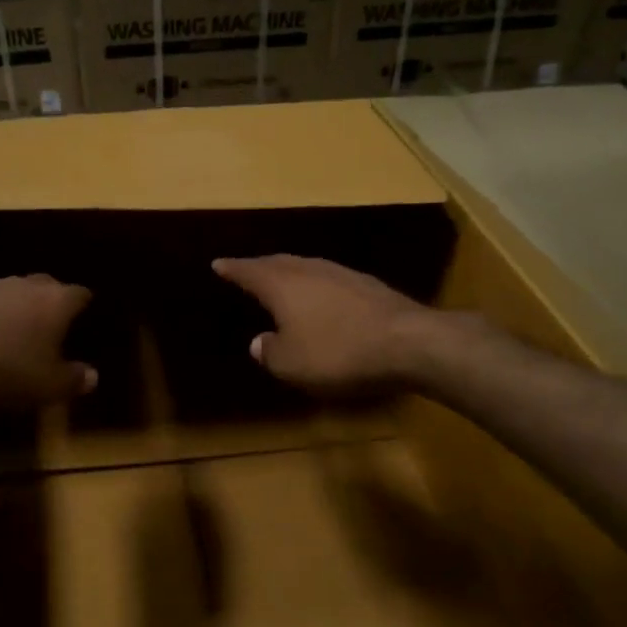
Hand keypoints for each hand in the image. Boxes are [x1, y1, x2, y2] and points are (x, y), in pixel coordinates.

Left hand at [0, 274, 96, 410]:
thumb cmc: (10, 372)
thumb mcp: (50, 386)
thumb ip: (74, 379)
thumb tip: (93, 376)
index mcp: (55, 302)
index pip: (78, 294)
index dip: (82, 303)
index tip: (83, 313)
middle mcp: (23, 285)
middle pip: (44, 284)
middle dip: (48, 298)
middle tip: (49, 319)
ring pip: (7, 288)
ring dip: (11, 304)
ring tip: (9, 326)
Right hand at [212, 254, 435, 397]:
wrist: (408, 342)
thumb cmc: (338, 352)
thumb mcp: (292, 364)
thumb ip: (270, 352)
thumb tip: (259, 342)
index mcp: (283, 285)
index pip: (250, 271)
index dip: (232, 268)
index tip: (218, 263)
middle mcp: (310, 270)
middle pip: (279, 262)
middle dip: (260, 266)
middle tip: (247, 268)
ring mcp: (342, 274)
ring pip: (307, 267)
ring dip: (290, 271)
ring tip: (281, 278)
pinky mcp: (369, 286)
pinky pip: (330, 279)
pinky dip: (316, 284)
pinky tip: (321, 296)